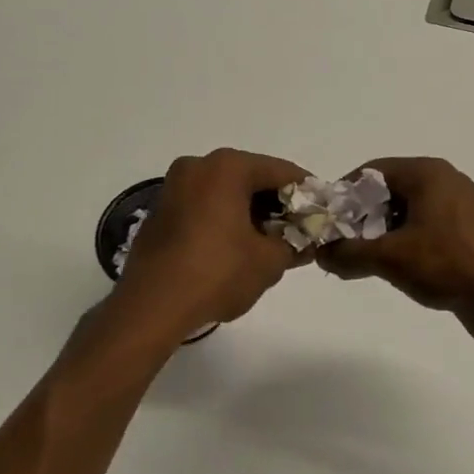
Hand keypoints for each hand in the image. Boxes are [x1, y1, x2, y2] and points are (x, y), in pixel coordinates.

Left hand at [114, 148, 311, 334]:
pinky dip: (224, 218)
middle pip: (251, 177)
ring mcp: (174, 187)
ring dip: (250, 211)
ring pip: (225, 191)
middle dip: (276, 203)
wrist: (151, 307)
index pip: (281, 171)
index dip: (306, 192)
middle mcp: (198, 167)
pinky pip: (204, 205)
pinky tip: (237, 247)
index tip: (322, 211)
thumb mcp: (269, 261)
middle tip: (298, 229)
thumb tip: (305, 241)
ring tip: (270, 242)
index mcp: (227, 168)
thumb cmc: (216, 274)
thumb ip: (294, 244)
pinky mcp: (160, 212)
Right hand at [316, 158, 473, 335]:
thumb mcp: (390, 257)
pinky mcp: (472, 232)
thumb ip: (349, 253)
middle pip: (390, 191)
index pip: (372, 171)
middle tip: (343, 245)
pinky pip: (429, 228)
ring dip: (384, 233)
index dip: (346, 194)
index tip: (329, 221)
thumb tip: (321, 254)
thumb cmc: (447, 264)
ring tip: (366, 261)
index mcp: (428, 173)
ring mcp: (463, 207)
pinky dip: (409, 242)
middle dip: (363, 217)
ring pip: (410, 212)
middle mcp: (447, 181)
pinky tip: (399, 269)